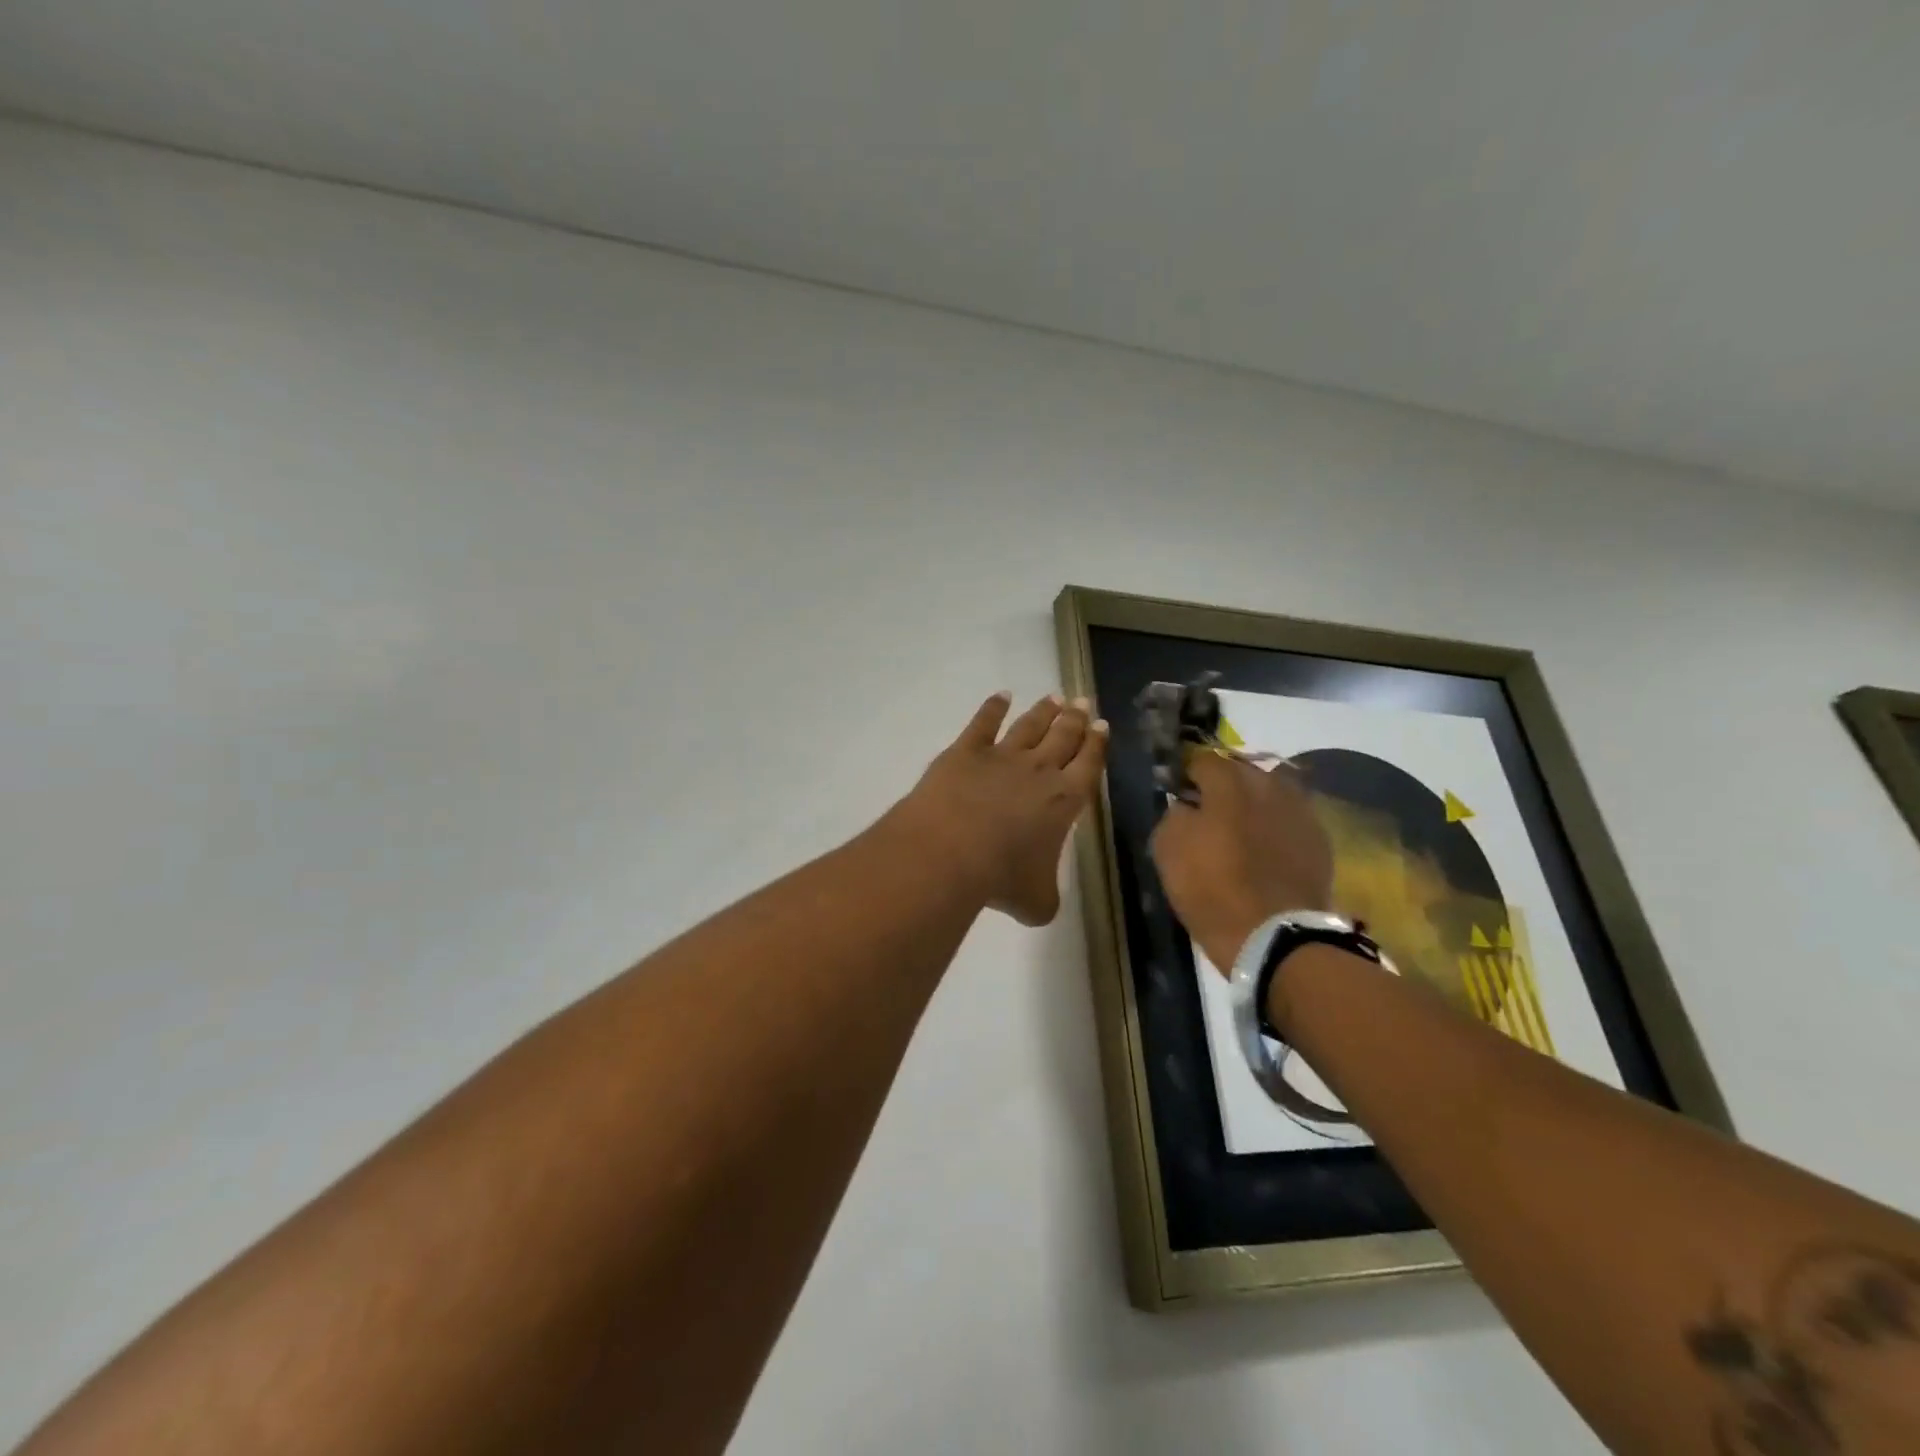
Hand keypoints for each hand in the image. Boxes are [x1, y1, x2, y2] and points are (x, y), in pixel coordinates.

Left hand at [893, 692, 1109, 925]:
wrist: (950, 852)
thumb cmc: (1000, 879)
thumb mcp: (1035, 902)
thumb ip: (1044, 898)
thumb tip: (1039, 903)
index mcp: (1064, 801)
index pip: (1088, 765)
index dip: (1096, 745)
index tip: (1102, 725)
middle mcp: (1038, 770)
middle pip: (1063, 737)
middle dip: (1075, 719)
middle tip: (1083, 702)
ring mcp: (1001, 756)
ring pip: (1029, 726)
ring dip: (1043, 711)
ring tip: (1054, 698)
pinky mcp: (965, 751)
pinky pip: (983, 723)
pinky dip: (992, 707)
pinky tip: (1000, 696)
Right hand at [1150, 751, 1332, 970]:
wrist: (1275, 936)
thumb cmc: (1211, 888)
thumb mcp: (1168, 848)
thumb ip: (1174, 813)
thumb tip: (1185, 805)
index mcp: (1229, 781)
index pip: (1202, 760)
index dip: (1186, 775)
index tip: (1178, 795)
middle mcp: (1269, 784)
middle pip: (1241, 772)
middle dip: (1223, 785)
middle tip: (1208, 813)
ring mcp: (1300, 810)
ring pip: (1270, 793)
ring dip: (1253, 804)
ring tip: (1241, 830)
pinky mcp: (1320, 840)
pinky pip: (1290, 820)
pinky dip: (1276, 827)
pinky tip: (1266, 850)